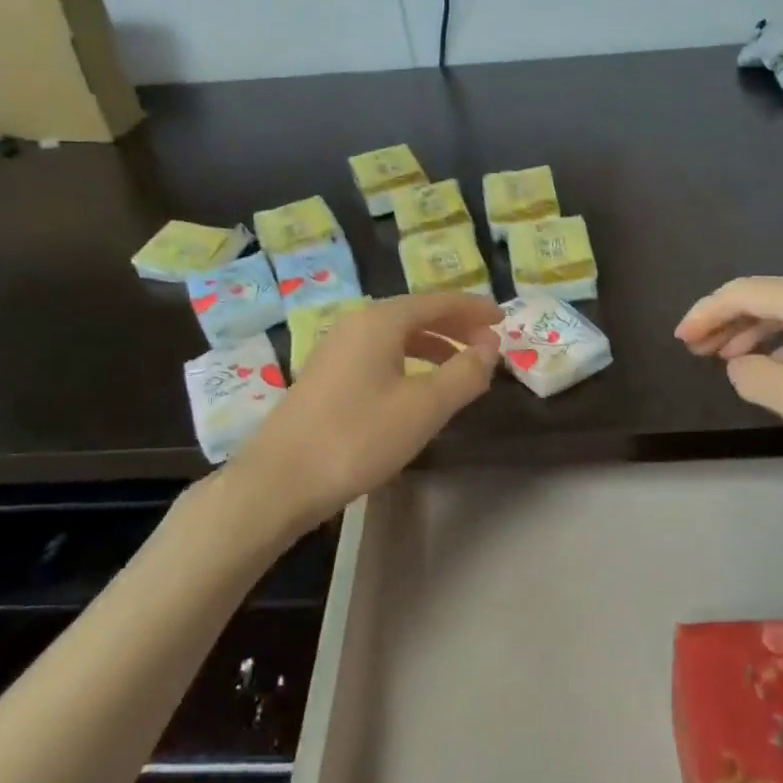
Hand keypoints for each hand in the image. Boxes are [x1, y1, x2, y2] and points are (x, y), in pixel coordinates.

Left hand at [234, 293, 501, 525]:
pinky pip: (378, 354)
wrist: (278, 481)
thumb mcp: (423, 408)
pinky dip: (408, 361)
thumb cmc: (357, 438)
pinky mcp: (325, 376)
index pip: (438, 301)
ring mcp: (336, 349)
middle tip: (488, 346)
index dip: (474, 309)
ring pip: (396, 336)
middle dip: (455, 326)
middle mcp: (356, 324)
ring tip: (460, 368)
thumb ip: (463, 374)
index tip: (504, 319)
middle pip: (416, 314)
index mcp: (380, 321)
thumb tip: (490, 348)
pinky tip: (416, 388)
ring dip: (433, 346)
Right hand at [675, 276, 782, 487]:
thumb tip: (739, 365)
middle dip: (725, 322)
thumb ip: (754, 377)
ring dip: (753, 333)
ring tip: (727, 360)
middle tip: (695, 350)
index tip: (680, 340)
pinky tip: (779, 369)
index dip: (704, 313)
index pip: (742, 293)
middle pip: (764, 297)